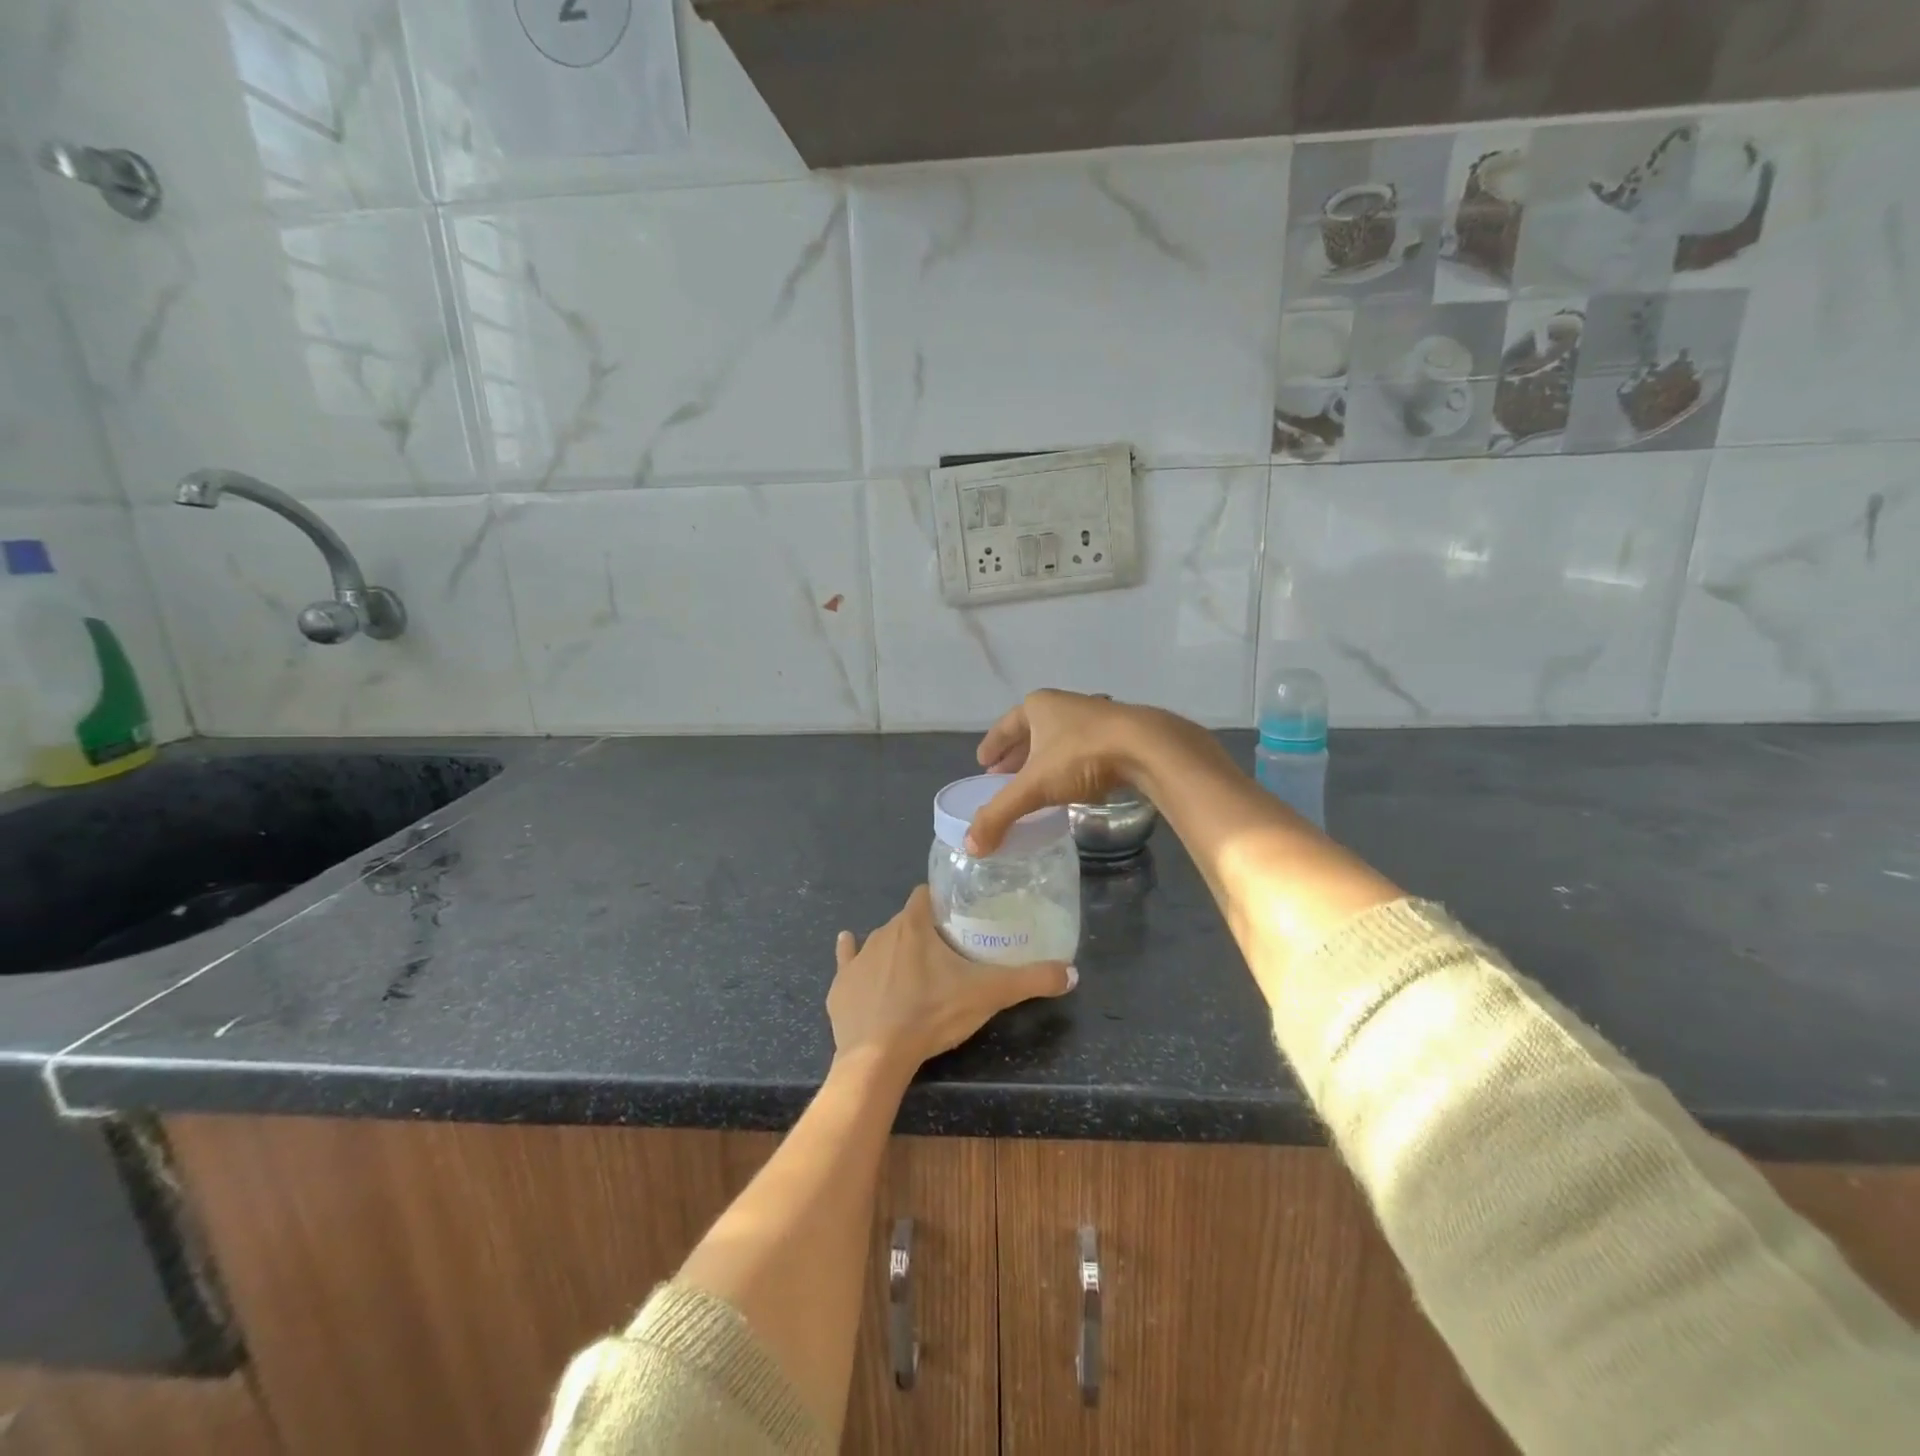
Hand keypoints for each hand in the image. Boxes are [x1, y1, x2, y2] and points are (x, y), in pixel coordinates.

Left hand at [828, 886, 1075, 1075]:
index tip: (957, 916)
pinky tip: (847, 945)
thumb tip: (1072, 973)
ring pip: (880, 942)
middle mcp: (882, 932)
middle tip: (946, 953)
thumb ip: (1030, 980)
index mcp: (914, 924)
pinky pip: (847, 961)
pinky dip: (851, 957)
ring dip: (896, 949)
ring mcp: (858, 959)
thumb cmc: (932, 1013)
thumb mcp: (988, 994)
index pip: (927, 895)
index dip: (942, 902)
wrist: (877, 1058)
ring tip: (915, 970)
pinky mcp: (840, 986)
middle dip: (924, 931)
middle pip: (907, 921)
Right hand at [967, 690, 1170, 854]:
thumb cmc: (1082, 756)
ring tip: (1035, 781)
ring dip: (1045, 759)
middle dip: (1017, 755)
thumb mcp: (1035, 787)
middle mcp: (1064, 705)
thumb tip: (971, 847)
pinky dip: (1071, 764)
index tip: (982, 763)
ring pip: (1060, 739)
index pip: (1005, 726)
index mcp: (1038, 706)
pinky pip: (1084, 748)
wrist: (1147, 748)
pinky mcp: (1120, 733)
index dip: (992, 745)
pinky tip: (1073, 782)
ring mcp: (1095, 716)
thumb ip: (1000, 814)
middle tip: (1003, 777)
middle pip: (1032, 731)